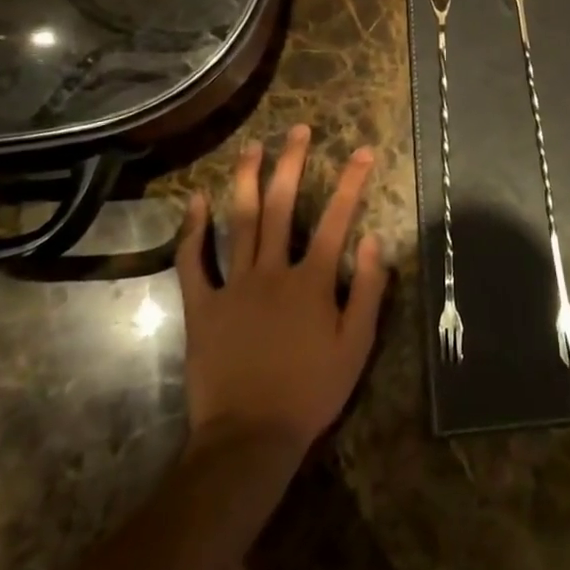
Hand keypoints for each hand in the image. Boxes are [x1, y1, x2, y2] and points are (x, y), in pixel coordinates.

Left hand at [175, 125, 387, 453]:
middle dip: (291, 163)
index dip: (352, 182)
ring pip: (240, 221)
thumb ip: (369, 291)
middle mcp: (272, 271)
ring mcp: (234, 286)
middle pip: (281, 206)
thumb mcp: (355, 347)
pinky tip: (195, 200)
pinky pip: (194, 262)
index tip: (363, 151)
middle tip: (297, 130)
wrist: (248, 439)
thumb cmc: (309, 393)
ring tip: (252, 147)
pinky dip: (193, 230)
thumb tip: (376, 239)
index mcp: (311, 281)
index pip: (337, 219)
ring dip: (246, 180)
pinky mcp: (202, 306)